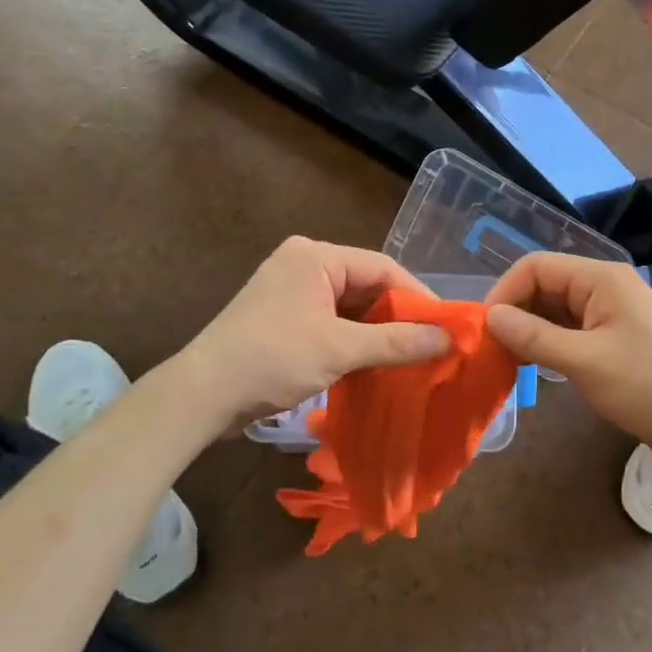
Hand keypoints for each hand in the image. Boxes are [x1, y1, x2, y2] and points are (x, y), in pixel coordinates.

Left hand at [174, 237, 453, 427]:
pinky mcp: (282, 317)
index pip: (382, 267)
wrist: (202, 395)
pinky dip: (353, 340)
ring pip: (349, 307)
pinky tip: (374, 364)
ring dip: (376, 332)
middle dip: (398, 316)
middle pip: (366, 285)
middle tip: (433, 345)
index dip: (418, 296)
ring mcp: (290, 290)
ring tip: (410, 358)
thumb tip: (449, 339)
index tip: (447, 327)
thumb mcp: (340, 349)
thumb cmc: (273, 359)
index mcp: (316, 256)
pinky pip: (330, 321)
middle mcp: (303, 264)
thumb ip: (396, 342)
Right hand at [484, 253, 651, 489]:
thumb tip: (490, 316)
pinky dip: (549, 342)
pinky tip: (534, 365)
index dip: (505, 291)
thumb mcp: (585, 362)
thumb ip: (534, 336)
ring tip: (506, 359)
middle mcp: (605, 287)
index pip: (536, 267)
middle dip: (515, 311)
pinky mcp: (617, 339)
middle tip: (491, 348)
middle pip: (545, 285)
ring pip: (556, 309)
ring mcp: (613, 313)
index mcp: (601, 279)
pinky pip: (572, 329)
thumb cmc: (649, 388)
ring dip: (530, 329)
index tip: (484, 329)